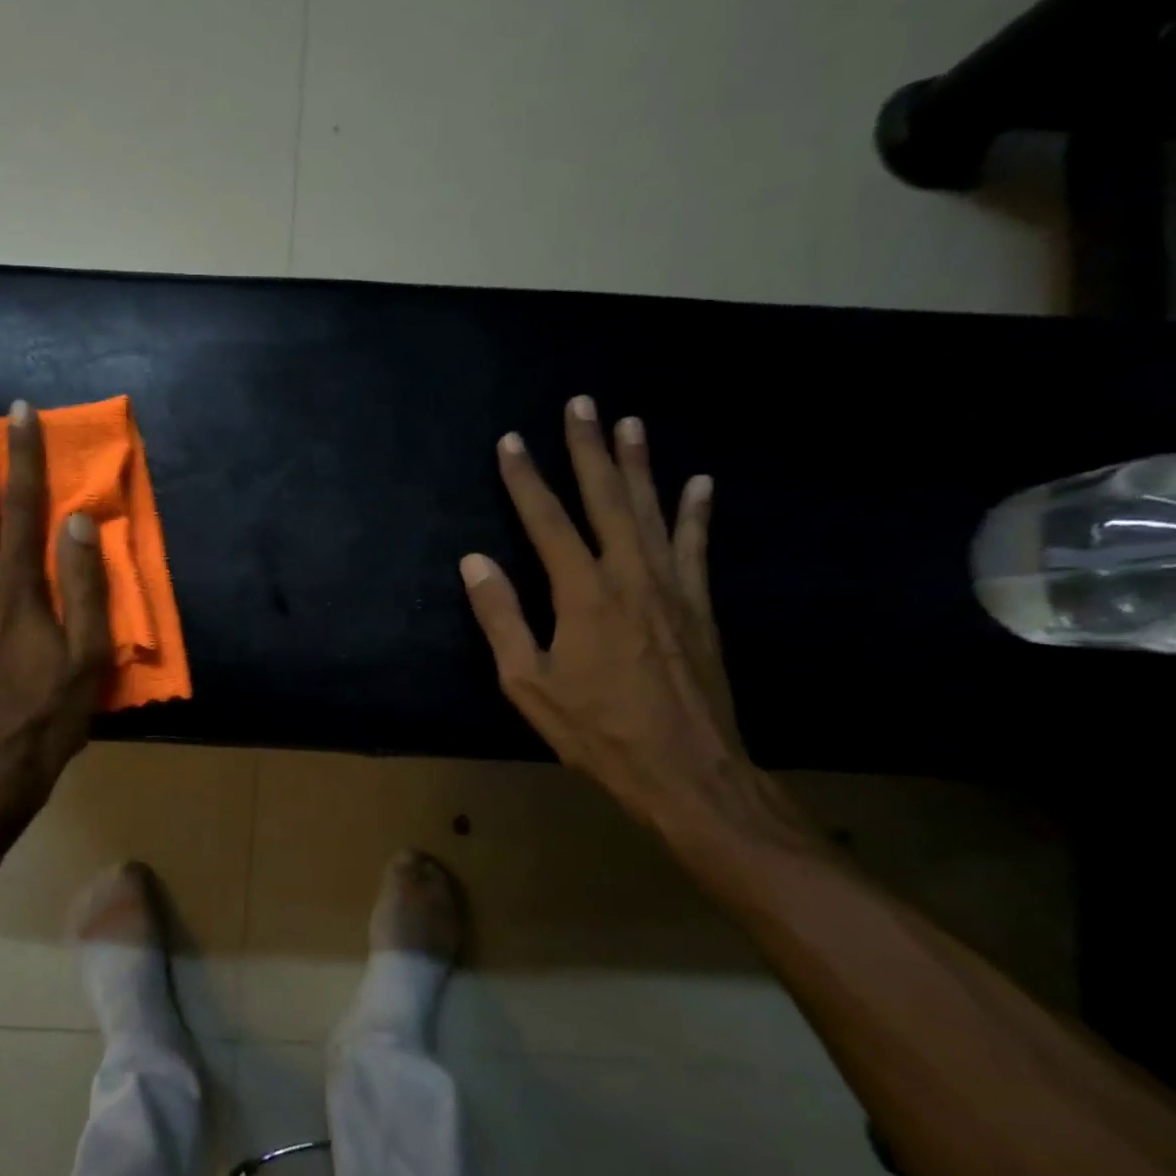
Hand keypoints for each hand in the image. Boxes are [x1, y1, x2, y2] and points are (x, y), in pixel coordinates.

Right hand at [460, 395, 763, 839]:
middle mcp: (630, 575)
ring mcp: (672, 587)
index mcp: (582, 593)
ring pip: (652, 510)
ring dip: (639, 464)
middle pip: (605, 498)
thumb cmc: (597, 731)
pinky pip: (697, 545)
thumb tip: (475, 561)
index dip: (526, 479)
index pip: (547, 521)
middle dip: (589, 448)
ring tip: (630, 422)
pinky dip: (696, 511)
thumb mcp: (528, 684)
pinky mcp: (700, 605)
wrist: (688, 771)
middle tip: (581, 403)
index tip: (512, 441)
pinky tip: (699, 482)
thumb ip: (501, 618)